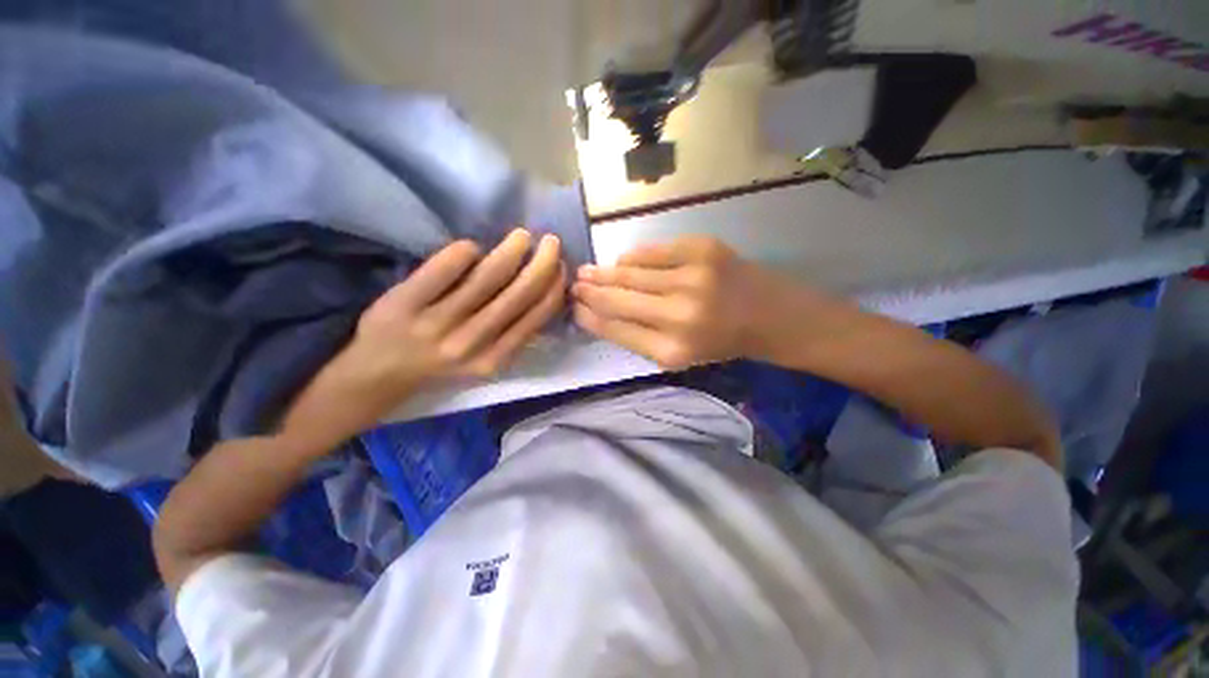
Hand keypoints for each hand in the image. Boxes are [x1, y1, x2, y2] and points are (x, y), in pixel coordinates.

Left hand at [282, 229, 564, 445]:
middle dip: (542, 264)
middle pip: (517, 295)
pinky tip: (472, 247)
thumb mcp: (483, 361)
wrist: (376, 375)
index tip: (561, 268)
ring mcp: (436, 323)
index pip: (535, 317)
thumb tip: (541, 293)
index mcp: (494, 359)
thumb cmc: (438, 365)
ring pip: (485, 278)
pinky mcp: (403, 303)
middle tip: (551, 241)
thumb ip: (512, 334)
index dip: (554, 289)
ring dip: (510, 251)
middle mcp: (470, 343)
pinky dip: (464, 252)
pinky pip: (443, 269)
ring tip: (521, 236)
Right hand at [573, 236, 834, 368]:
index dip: (590, 316)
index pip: (615, 328)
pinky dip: (633, 256)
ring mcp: (692, 277)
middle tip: (573, 284)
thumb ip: (637, 337)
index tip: (574, 307)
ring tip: (587, 271)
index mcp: (672, 349)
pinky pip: (653, 251)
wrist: (771, 314)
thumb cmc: (720, 341)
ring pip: (630, 272)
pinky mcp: (703, 249)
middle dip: (590, 291)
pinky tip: (622, 261)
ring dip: (605, 272)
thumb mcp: (678, 355)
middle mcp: (679, 315)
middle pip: (618, 299)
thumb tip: (598, 313)